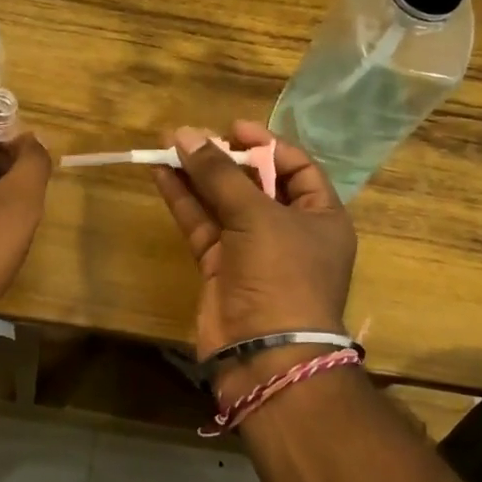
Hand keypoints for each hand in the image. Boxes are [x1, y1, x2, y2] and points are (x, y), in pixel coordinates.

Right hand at [153, 121, 356, 366]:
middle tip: (191, 135)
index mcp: (320, 216)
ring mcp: (252, 250)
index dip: (266, 144)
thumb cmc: (281, 274)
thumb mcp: (257, 216)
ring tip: (166, 145)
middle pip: (255, 183)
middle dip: (223, 158)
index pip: (297, 168)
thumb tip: (185, 134)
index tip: (233, 128)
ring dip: (196, 175)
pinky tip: (162, 174)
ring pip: (222, 202)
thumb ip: (219, 174)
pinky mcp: (220, 267)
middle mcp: (289, 230)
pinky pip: (202, 225)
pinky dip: (183, 200)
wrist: (265, 353)